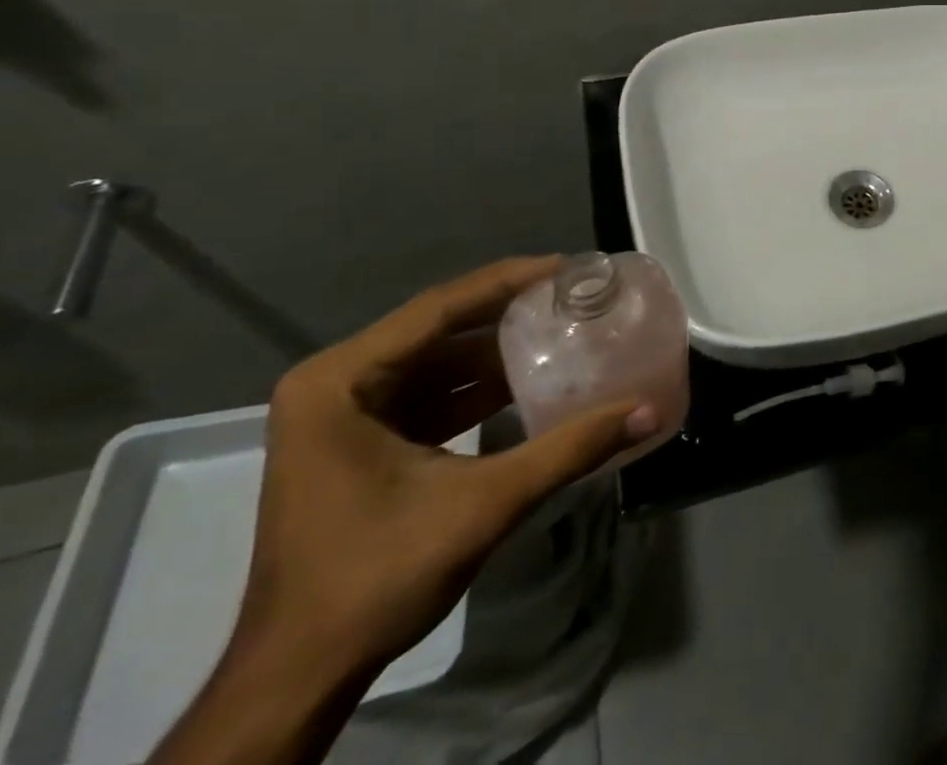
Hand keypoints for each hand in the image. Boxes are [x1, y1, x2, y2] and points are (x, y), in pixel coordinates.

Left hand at [234, 256, 656, 682]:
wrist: (298, 677)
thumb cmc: (375, 577)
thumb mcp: (483, 505)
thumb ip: (568, 450)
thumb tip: (647, 411)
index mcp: (339, 382)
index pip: (438, 309)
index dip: (507, 282)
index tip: (566, 268)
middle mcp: (332, 384)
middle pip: (437, 330)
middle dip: (506, 315)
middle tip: (571, 298)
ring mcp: (339, 415)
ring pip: (433, 362)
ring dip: (494, 353)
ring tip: (560, 331)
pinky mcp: (355, 443)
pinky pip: (425, 395)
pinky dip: (474, 390)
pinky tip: (525, 383)